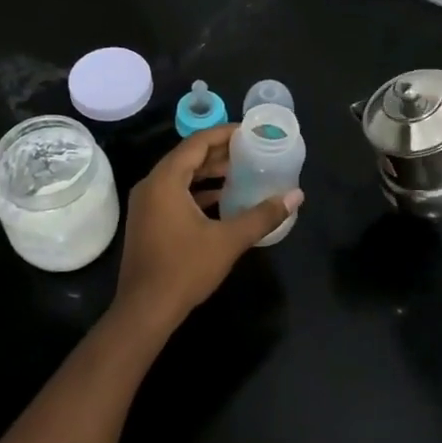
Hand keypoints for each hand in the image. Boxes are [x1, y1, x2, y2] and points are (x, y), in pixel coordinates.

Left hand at [112, 124, 302, 337]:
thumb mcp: (228, 240)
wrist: (145, 310)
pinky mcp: (147, 221)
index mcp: (166, 180)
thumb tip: (296, 196)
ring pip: (180, 176)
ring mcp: (146, 204)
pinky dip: (197, 190)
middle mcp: (151, 185)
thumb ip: (262, 216)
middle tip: (250, 150)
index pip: (197, 143)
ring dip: (209, 172)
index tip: (250, 132)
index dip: (224, 133)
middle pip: (188, 156)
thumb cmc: (184, 269)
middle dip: (219, 152)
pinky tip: (222, 199)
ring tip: (241, 171)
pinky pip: (174, 193)